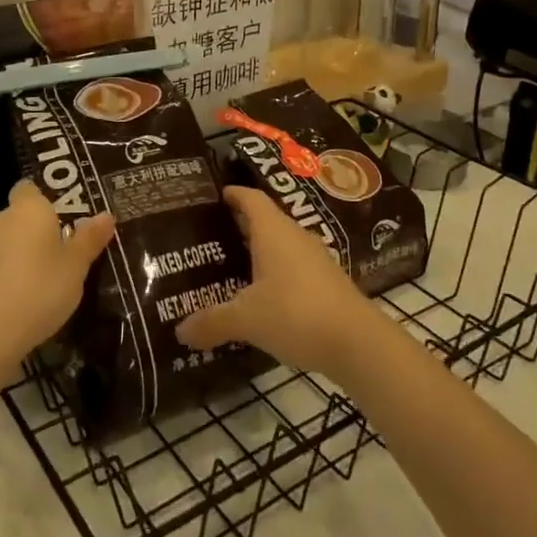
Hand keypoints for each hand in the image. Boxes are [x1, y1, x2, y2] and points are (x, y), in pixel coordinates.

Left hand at [0, 181, 114, 380]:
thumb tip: (106, 215)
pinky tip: (17, 301)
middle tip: (60, 254)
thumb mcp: (76, 267)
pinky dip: (3, 276)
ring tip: (40, 281)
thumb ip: (89, 239)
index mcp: (28, 210)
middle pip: (18, 217)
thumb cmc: (40, 290)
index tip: (62, 218)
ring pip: (4, 242)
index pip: (30, 188)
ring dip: (18, 255)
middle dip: (35, 231)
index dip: (44, 200)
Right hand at [176, 186, 374, 377]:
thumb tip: (180, 331)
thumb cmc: (295, 313)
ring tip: (230, 267)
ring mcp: (315, 259)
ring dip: (258, 252)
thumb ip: (212, 321)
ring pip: (280, 246)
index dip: (233, 193)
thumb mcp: (246, 318)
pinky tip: (261, 297)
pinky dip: (275, 275)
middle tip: (211, 236)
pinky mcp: (326, 283)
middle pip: (265, 220)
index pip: (251, 198)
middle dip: (239, 225)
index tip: (216, 194)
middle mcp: (295, 236)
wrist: (357, 342)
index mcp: (273, 230)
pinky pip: (293, 268)